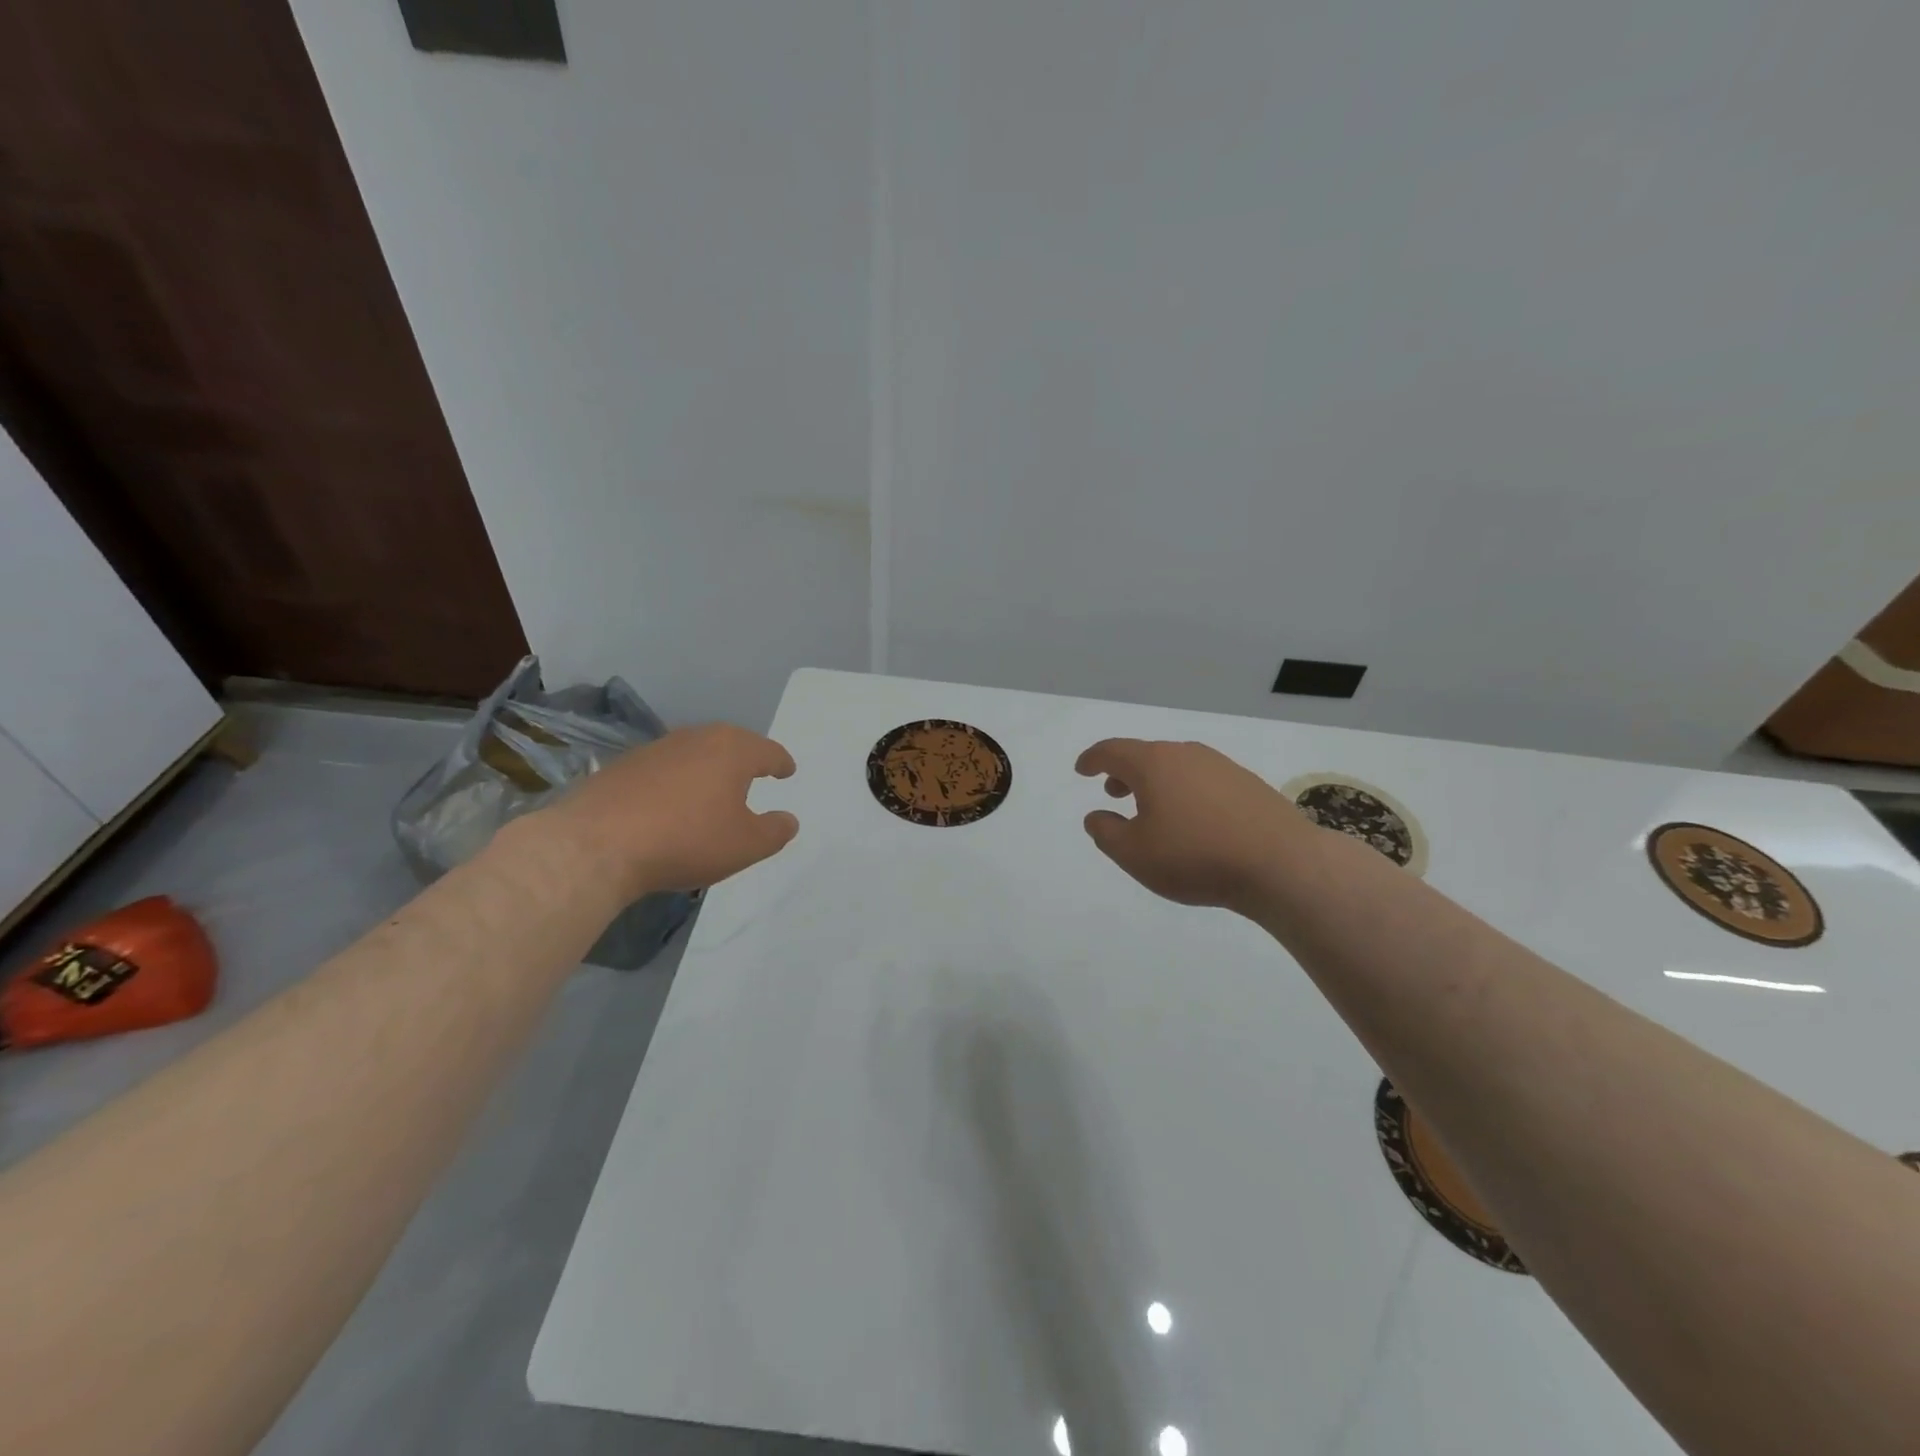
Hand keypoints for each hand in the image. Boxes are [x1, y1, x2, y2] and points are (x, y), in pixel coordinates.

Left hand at [543, 724, 798, 893]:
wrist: (596, 846)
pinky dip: (676, 782)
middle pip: (730, 744)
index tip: (787, 771)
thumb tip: (788, 819)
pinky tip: (671, 805)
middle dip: (745, 759)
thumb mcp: (746, 845)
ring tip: (713, 791)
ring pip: (694, 753)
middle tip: (755, 774)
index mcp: (732, 750)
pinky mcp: (622, 766)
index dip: (781, 763)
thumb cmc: (687, 840)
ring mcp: (655, 749)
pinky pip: (664, 770)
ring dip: (708, 769)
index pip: (767, 751)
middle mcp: (696, 738)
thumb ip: (775, 831)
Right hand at [1075, 738, 1313, 912]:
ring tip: (1152, 809)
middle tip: (1113, 792)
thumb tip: (1096, 815)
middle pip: (1146, 755)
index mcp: (1153, 764)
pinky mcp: (1248, 784)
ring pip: (1176, 766)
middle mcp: (1186, 754)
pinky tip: (1192, 821)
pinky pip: (1202, 780)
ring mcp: (1221, 766)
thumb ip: (1106, 832)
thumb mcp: (1134, 854)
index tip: (1082, 769)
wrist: (1280, 864)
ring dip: (1156, 783)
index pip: (1113, 751)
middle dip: (1124, 772)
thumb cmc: (1194, 856)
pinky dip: (1185, 792)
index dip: (1092, 759)